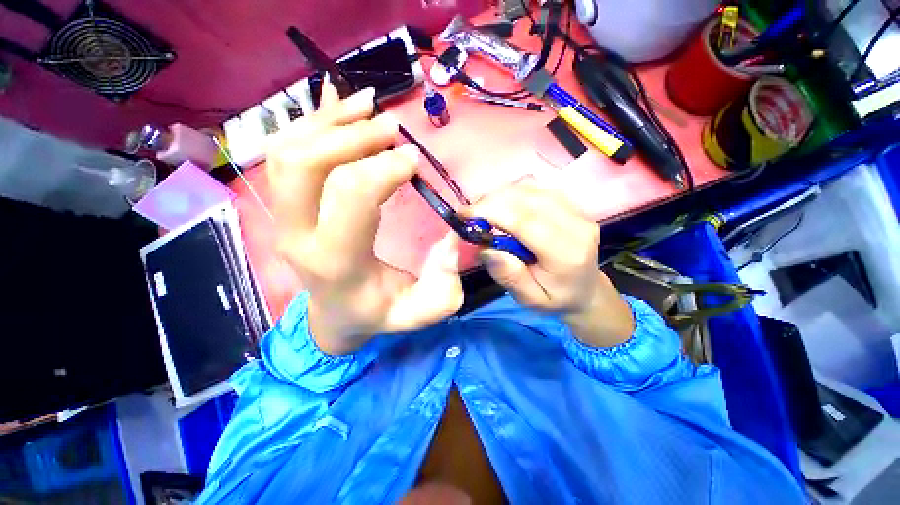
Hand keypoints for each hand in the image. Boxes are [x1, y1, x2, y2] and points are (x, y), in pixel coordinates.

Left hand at [267, 83, 462, 354]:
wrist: (330, 315)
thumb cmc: (371, 312)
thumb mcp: (415, 314)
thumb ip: (441, 289)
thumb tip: (447, 236)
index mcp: (333, 261)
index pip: (350, 193)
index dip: (386, 164)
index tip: (413, 158)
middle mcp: (297, 234)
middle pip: (304, 162)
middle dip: (350, 133)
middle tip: (390, 126)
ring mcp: (281, 214)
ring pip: (286, 150)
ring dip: (326, 120)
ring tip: (366, 106)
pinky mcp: (280, 201)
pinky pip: (281, 150)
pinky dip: (309, 121)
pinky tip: (339, 105)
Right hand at [467, 181, 633, 347]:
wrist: (586, 291)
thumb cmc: (556, 298)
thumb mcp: (529, 300)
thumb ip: (509, 275)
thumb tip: (485, 248)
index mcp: (566, 255)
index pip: (527, 221)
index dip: (493, 212)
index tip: (465, 214)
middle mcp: (578, 228)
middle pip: (530, 199)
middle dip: (494, 200)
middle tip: (471, 211)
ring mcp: (580, 213)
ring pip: (535, 190)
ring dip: (504, 194)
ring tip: (485, 209)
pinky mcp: (576, 206)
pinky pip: (542, 190)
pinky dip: (518, 193)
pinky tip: (506, 206)